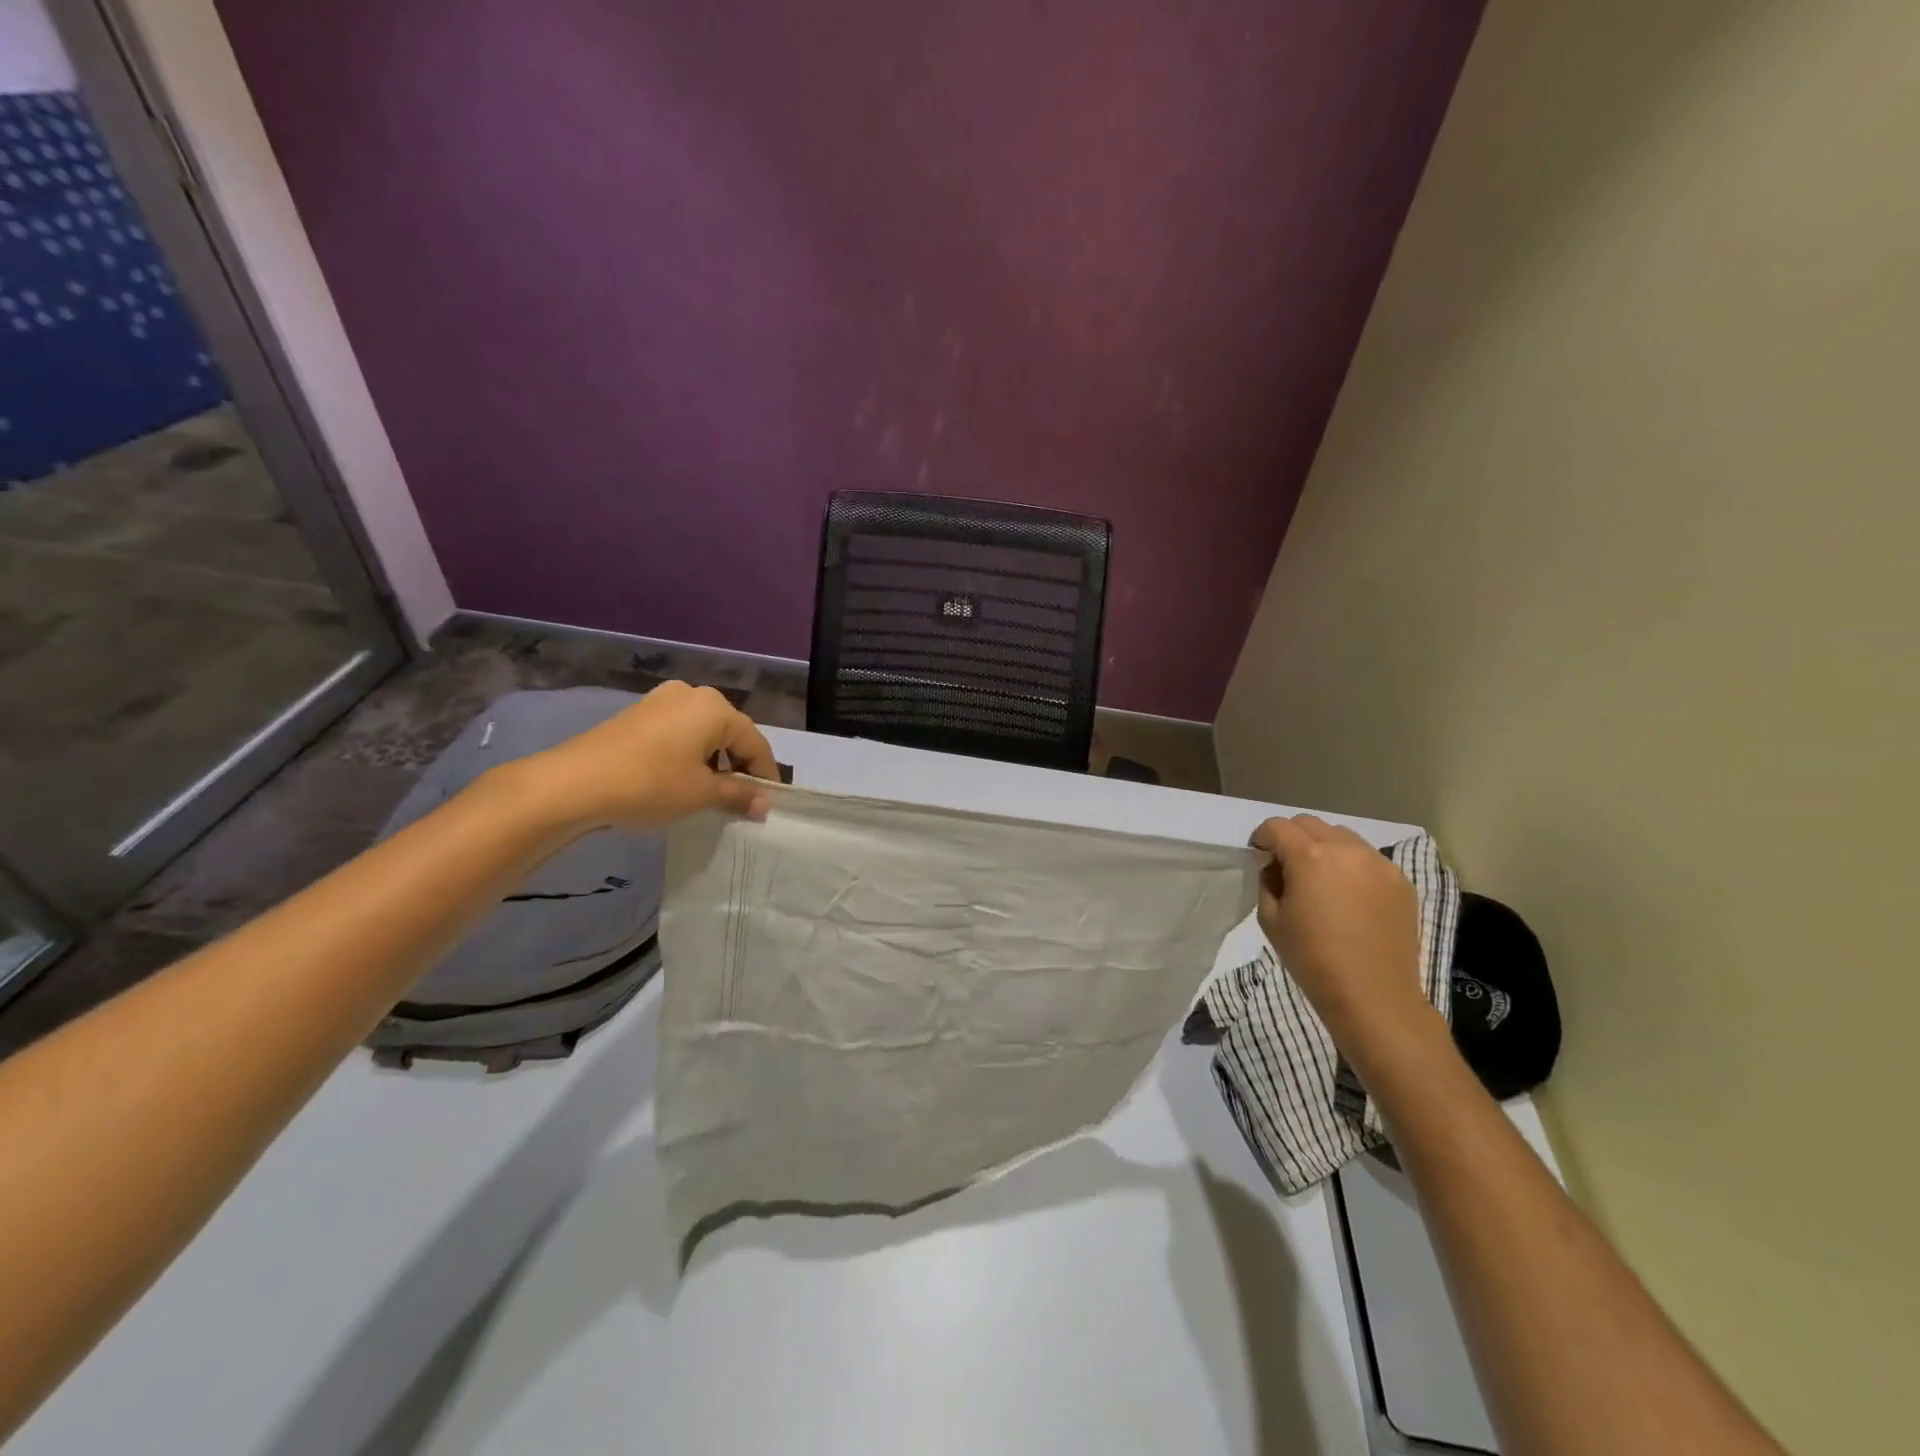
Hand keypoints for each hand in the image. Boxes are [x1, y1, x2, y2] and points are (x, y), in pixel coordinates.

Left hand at [511, 682, 779, 832]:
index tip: (768, 803)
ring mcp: (661, 701)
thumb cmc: (650, 784)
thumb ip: (739, 795)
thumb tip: (764, 804)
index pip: (755, 742)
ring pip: (703, 734)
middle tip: (741, 800)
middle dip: (738, 766)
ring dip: (713, 762)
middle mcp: (692, 694)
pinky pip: (678, 734)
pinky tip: (680, 781)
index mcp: (715, 708)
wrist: (573, 784)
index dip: (765, 774)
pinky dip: (688, 756)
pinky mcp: (638, 715)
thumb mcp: (701, 794)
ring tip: (711, 794)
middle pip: (729, 733)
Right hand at [1250, 816, 1431, 1052]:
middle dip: (1292, 838)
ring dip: (1324, 847)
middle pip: (1310, 824)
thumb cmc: (1312, 959)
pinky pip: (1368, 858)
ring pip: (1343, 836)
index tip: (1259, 856)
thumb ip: (1268, 883)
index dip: (1262, 838)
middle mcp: (1346, 849)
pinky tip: (1349, 896)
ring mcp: (1379, 864)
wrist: (1373, 996)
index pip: (1277, 826)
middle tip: (1286, 867)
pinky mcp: (1401, 882)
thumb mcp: (1270, 920)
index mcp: (1310, 857)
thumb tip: (1276, 869)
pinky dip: (1351, 865)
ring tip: (1321, 879)